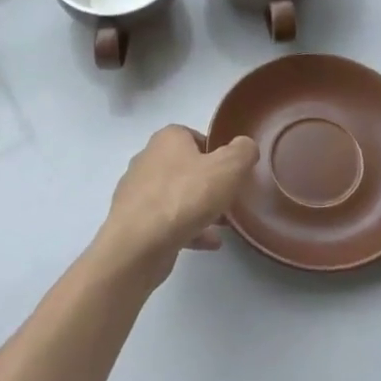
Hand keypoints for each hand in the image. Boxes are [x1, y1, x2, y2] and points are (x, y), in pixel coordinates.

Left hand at [98, 126, 258, 284]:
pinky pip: (167, 220)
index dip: (215, 152)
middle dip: (207, 182)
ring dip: (199, 208)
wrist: (139, 244)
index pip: (194, 136)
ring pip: (176, 195)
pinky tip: (208, 243)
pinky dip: (188, 228)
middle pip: (185, 167)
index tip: (231, 171)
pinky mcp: (134, 221)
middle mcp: (148, 159)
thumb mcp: (228, 168)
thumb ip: (243, 152)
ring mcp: (138, 191)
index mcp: (167, 139)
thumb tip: (246, 146)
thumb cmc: (185, 197)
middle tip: (228, 197)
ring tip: (222, 224)